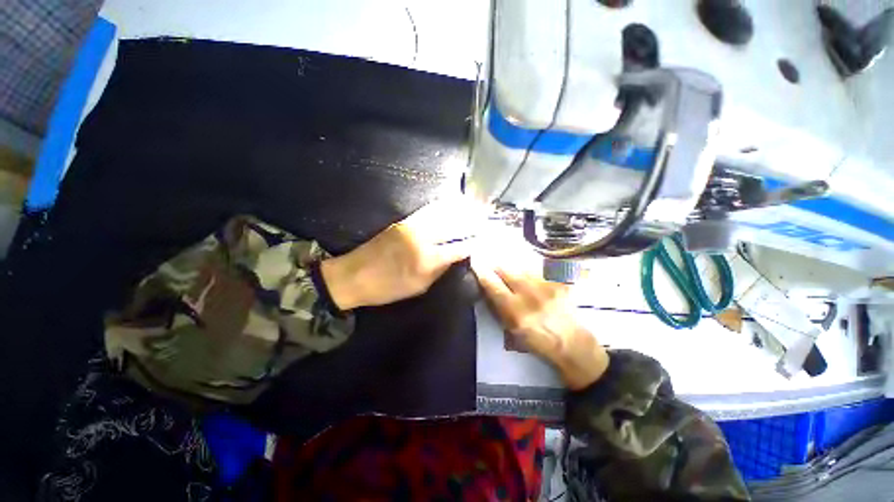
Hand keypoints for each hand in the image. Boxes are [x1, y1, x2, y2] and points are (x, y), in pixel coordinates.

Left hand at [321, 199, 482, 309]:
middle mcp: (423, 238)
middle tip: (486, 219)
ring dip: (461, 210)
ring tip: (476, 207)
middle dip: (473, 222)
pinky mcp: (404, 221)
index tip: (485, 240)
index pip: (459, 248)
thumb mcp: (419, 287)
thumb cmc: (388, 288)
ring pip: (443, 214)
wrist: (354, 275)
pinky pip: (429, 210)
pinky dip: (444, 205)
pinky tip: (453, 203)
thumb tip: (456, 257)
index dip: (474, 243)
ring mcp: (413, 226)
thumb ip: (440, 270)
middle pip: (455, 226)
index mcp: (427, 260)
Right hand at [473, 264, 609, 390]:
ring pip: (521, 265)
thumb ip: (497, 307)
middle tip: (489, 260)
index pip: (492, 284)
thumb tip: (486, 287)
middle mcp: (529, 295)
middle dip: (494, 262)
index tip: (474, 262)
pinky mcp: (558, 281)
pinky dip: (529, 266)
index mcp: (515, 311)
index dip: (481, 271)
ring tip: (506, 263)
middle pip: (506, 269)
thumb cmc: (536, 340)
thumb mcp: (511, 329)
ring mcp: (546, 286)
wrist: (571, 342)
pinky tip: (527, 268)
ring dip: (511, 263)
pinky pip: (539, 267)